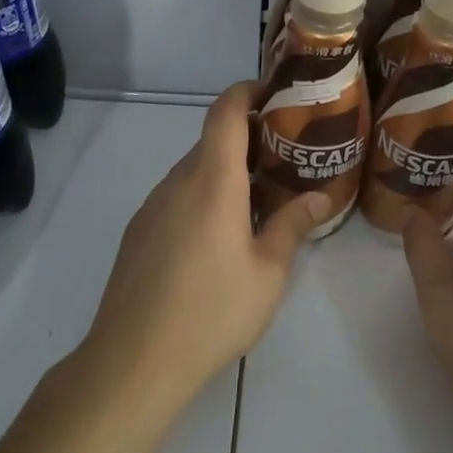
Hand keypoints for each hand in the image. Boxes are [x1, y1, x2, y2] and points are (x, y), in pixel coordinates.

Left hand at [84, 80, 329, 410]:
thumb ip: (294, 225)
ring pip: (195, 172)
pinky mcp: (139, 233)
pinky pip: (178, 198)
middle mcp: (177, 182)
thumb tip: (320, 197)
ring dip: (227, 174)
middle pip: (212, 142)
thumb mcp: (268, 272)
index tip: (276, 93)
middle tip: (287, 159)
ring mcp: (152, 208)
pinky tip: (222, 238)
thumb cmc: (211, 311)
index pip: (225, 111)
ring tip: (262, 202)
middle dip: (249, 140)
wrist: (132, 362)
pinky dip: (205, 198)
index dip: (248, 91)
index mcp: (212, 180)